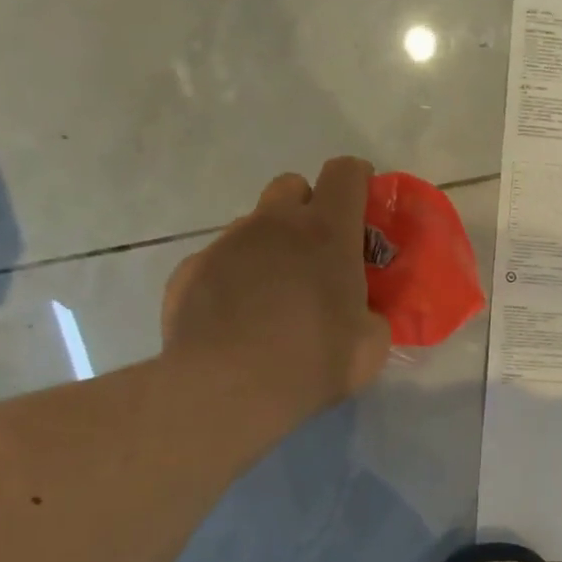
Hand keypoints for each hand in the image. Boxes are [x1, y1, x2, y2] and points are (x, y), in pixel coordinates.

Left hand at [160, 157, 391, 421]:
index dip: (358, 179)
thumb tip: (362, 313)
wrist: (227, 388)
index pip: (344, 173)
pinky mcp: (190, 271)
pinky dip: (234, 279)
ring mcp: (226, 244)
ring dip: (270, 246)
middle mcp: (273, 224)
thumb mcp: (370, 344)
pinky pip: (219, 262)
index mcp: (326, 232)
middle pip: (292, 186)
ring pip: (253, 225)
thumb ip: (371, 315)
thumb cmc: (312, 360)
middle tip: (318, 252)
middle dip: (308, 207)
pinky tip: (237, 319)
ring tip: (275, 296)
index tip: (364, 200)